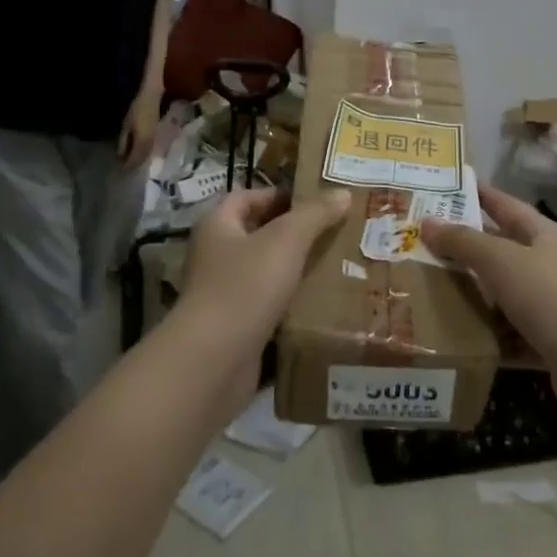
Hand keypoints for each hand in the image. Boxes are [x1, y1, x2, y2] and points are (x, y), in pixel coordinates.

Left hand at [117, 84, 161, 168]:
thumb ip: (124, 141)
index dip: (127, 167)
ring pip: (147, 154)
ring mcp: (155, 138)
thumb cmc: (137, 109)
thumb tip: (121, 156)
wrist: (152, 96)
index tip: (119, 172)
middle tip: (125, 171)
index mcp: (143, 141)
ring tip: (131, 164)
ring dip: (140, 160)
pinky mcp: (157, 134)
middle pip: (143, 158)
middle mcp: (151, 142)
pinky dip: (143, 153)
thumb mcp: (127, 125)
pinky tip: (138, 153)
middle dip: (134, 165)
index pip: (135, 159)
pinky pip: (150, 148)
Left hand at [174, 188, 350, 396]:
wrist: (213, 363)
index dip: (281, 195)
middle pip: (259, 234)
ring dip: (296, 269)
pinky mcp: (235, 328)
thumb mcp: (286, 240)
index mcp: (218, 226)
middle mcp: (215, 256)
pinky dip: (292, 303)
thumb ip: (315, 213)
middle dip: (296, 233)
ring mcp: (223, 294)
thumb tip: (343, 193)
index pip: (248, 197)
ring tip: (337, 263)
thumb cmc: (245, 286)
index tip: (318, 201)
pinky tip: (322, 302)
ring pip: (267, 272)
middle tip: (336, 230)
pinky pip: (269, 306)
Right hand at [422, 184, 556, 424]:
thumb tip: (427, 222)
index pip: (504, 205)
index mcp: (542, 235)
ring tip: (426, 293)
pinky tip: (454, 341)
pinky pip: (509, 337)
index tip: (443, 188)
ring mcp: (550, 307)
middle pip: (500, 251)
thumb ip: (464, 242)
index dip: (477, 195)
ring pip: (502, 296)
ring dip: (471, 297)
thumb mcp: (502, 262)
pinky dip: (486, 338)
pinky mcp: (548, 345)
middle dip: (464, 249)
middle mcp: (547, 265)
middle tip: (420, 246)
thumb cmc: (553, 298)